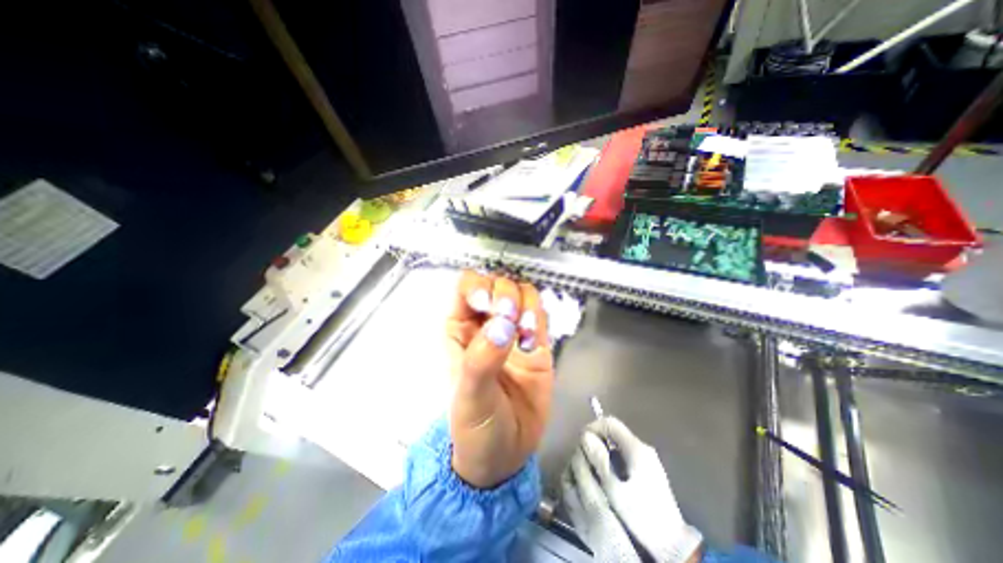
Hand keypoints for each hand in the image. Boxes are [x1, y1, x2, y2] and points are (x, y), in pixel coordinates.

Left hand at [447, 271, 554, 485]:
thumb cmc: (474, 427)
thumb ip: (481, 360)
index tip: (489, 304)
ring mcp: (513, 331)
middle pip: (497, 284)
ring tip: (527, 332)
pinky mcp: (537, 343)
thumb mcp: (469, 397)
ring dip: (526, 304)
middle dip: (506, 294)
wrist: (506, 454)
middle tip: (511, 318)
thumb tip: (502, 326)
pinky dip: (539, 317)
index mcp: (460, 329)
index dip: (478, 286)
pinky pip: (539, 314)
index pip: (467, 287)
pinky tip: (535, 337)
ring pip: (522, 293)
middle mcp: (486, 323)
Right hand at [560, 416, 699, 562]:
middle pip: (613, 432)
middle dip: (596, 440)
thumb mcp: (615, 490)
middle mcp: (642, 448)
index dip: (592, 428)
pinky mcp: (647, 471)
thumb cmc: (642, 518)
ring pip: (618, 444)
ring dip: (603, 451)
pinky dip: (611, 459)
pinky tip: (606, 476)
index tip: (581, 442)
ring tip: (592, 468)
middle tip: (584, 457)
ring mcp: (646, 459)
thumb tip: (584, 436)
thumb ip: (599, 460)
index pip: (610, 423)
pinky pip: (624, 455)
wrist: (673, 547)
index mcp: (636, 449)